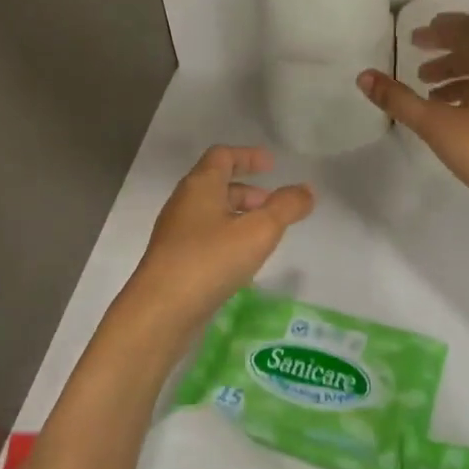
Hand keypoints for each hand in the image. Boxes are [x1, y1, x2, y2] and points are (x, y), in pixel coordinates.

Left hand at [117, 146, 313, 350]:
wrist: (160, 312)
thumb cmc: (210, 260)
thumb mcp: (259, 231)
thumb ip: (287, 207)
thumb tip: (307, 190)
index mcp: (200, 186)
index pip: (222, 156)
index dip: (248, 156)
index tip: (272, 165)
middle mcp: (184, 204)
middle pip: (217, 185)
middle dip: (248, 192)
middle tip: (274, 206)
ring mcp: (176, 234)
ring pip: (212, 214)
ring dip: (239, 217)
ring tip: (264, 236)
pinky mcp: (175, 262)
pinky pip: (206, 238)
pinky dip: (228, 239)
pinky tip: (243, 262)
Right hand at [357, 14, 468, 225]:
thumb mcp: (435, 124)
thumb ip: (399, 99)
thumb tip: (364, 76)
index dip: (443, 30)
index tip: (417, 36)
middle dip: (445, 53)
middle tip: (416, 59)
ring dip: (455, 76)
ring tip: (427, 90)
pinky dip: (468, 95)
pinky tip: (451, 116)